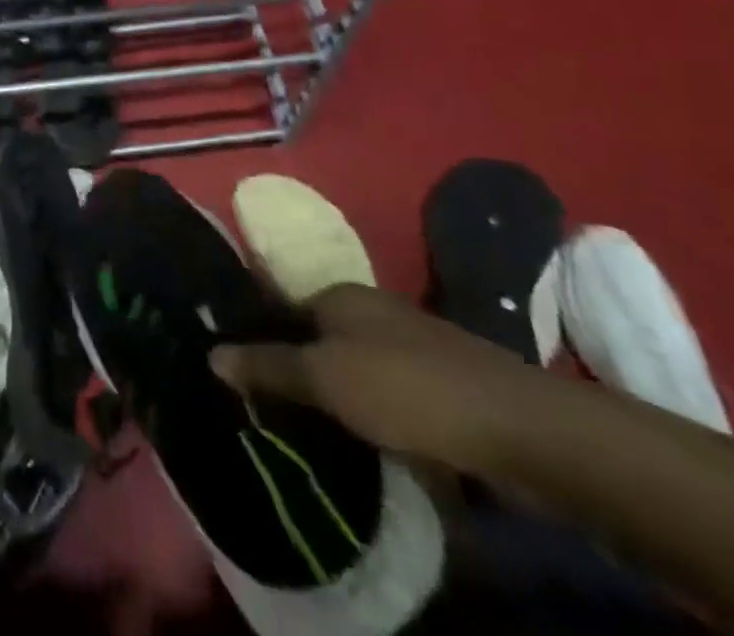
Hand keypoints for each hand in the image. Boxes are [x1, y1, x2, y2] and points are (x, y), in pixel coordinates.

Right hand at [210, 284, 542, 475]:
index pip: (280, 306)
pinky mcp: (442, 381)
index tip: (235, 372)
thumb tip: (211, 353)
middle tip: (265, 408)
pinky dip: (369, 409)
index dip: (256, 336)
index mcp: (339, 294)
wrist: (523, 429)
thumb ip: (268, 366)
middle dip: (293, 367)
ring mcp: (411, 343)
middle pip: (316, 335)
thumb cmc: (408, 390)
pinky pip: (386, 390)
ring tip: (306, 430)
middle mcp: (371, 309)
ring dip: (333, 393)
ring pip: (352, 364)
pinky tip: (362, 439)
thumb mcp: (326, 379)